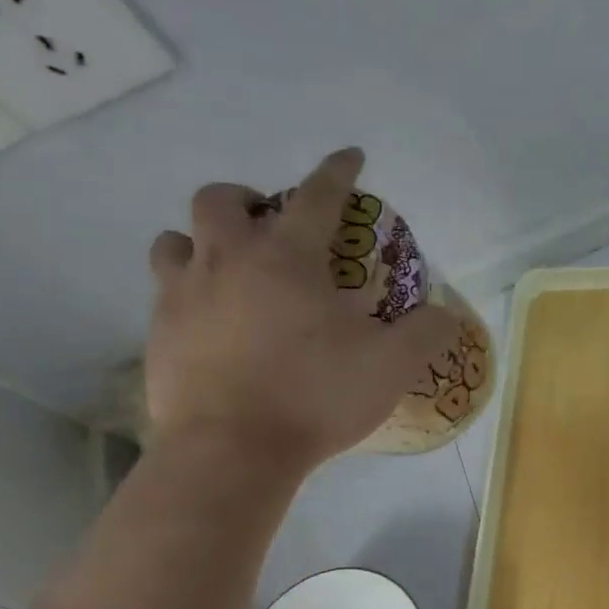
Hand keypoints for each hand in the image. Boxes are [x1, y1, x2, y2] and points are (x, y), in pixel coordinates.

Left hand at [145, 147, 456, 473]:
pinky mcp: (158, 335)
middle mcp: (228, 262)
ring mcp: (183, 297)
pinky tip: (213, 323)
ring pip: (174, 240)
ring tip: (230, 270)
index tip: (350, 156)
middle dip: (248, 198)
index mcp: (288, 259)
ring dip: (204, 242)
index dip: (337, 171)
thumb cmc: (316, 396)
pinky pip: (165, 294)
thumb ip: (426, 333)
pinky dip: (189, 293)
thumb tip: (449, 314)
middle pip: (220, 200)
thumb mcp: (392, 366)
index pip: (316, 196)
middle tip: (271, 225)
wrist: (232, 452)